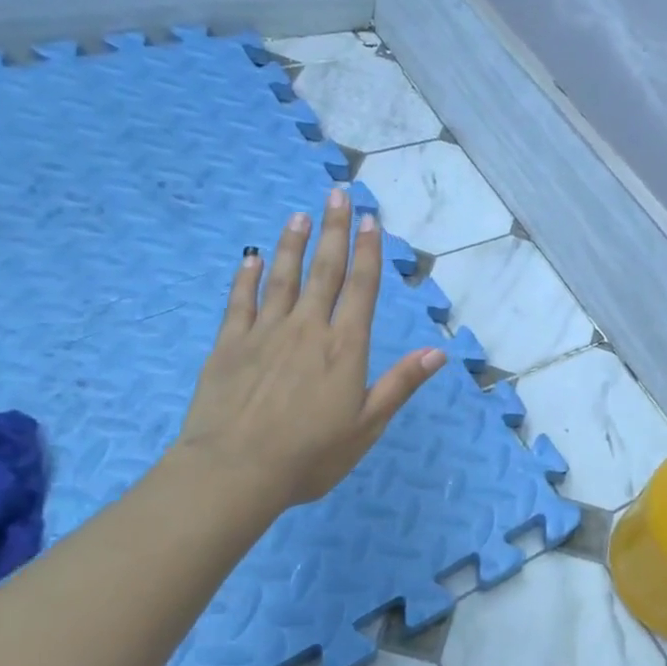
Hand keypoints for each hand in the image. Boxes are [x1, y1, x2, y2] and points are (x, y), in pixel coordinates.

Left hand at [171, 186, 445, 528]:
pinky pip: (239, 301)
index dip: (368, 252)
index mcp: (345, 348)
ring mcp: (264, 333)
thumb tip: (437, 352)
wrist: (235, 471)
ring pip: (282, 278)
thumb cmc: (310, 455)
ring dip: (292, 244)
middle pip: (324, 271)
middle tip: (337, 194)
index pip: (361, 289)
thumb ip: (400, 384)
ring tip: (298, 215)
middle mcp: (307, 329)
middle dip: (333, 231)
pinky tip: (251, 258)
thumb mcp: (367, 426)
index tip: (369, 220)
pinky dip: (246, 277)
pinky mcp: (229, 345)